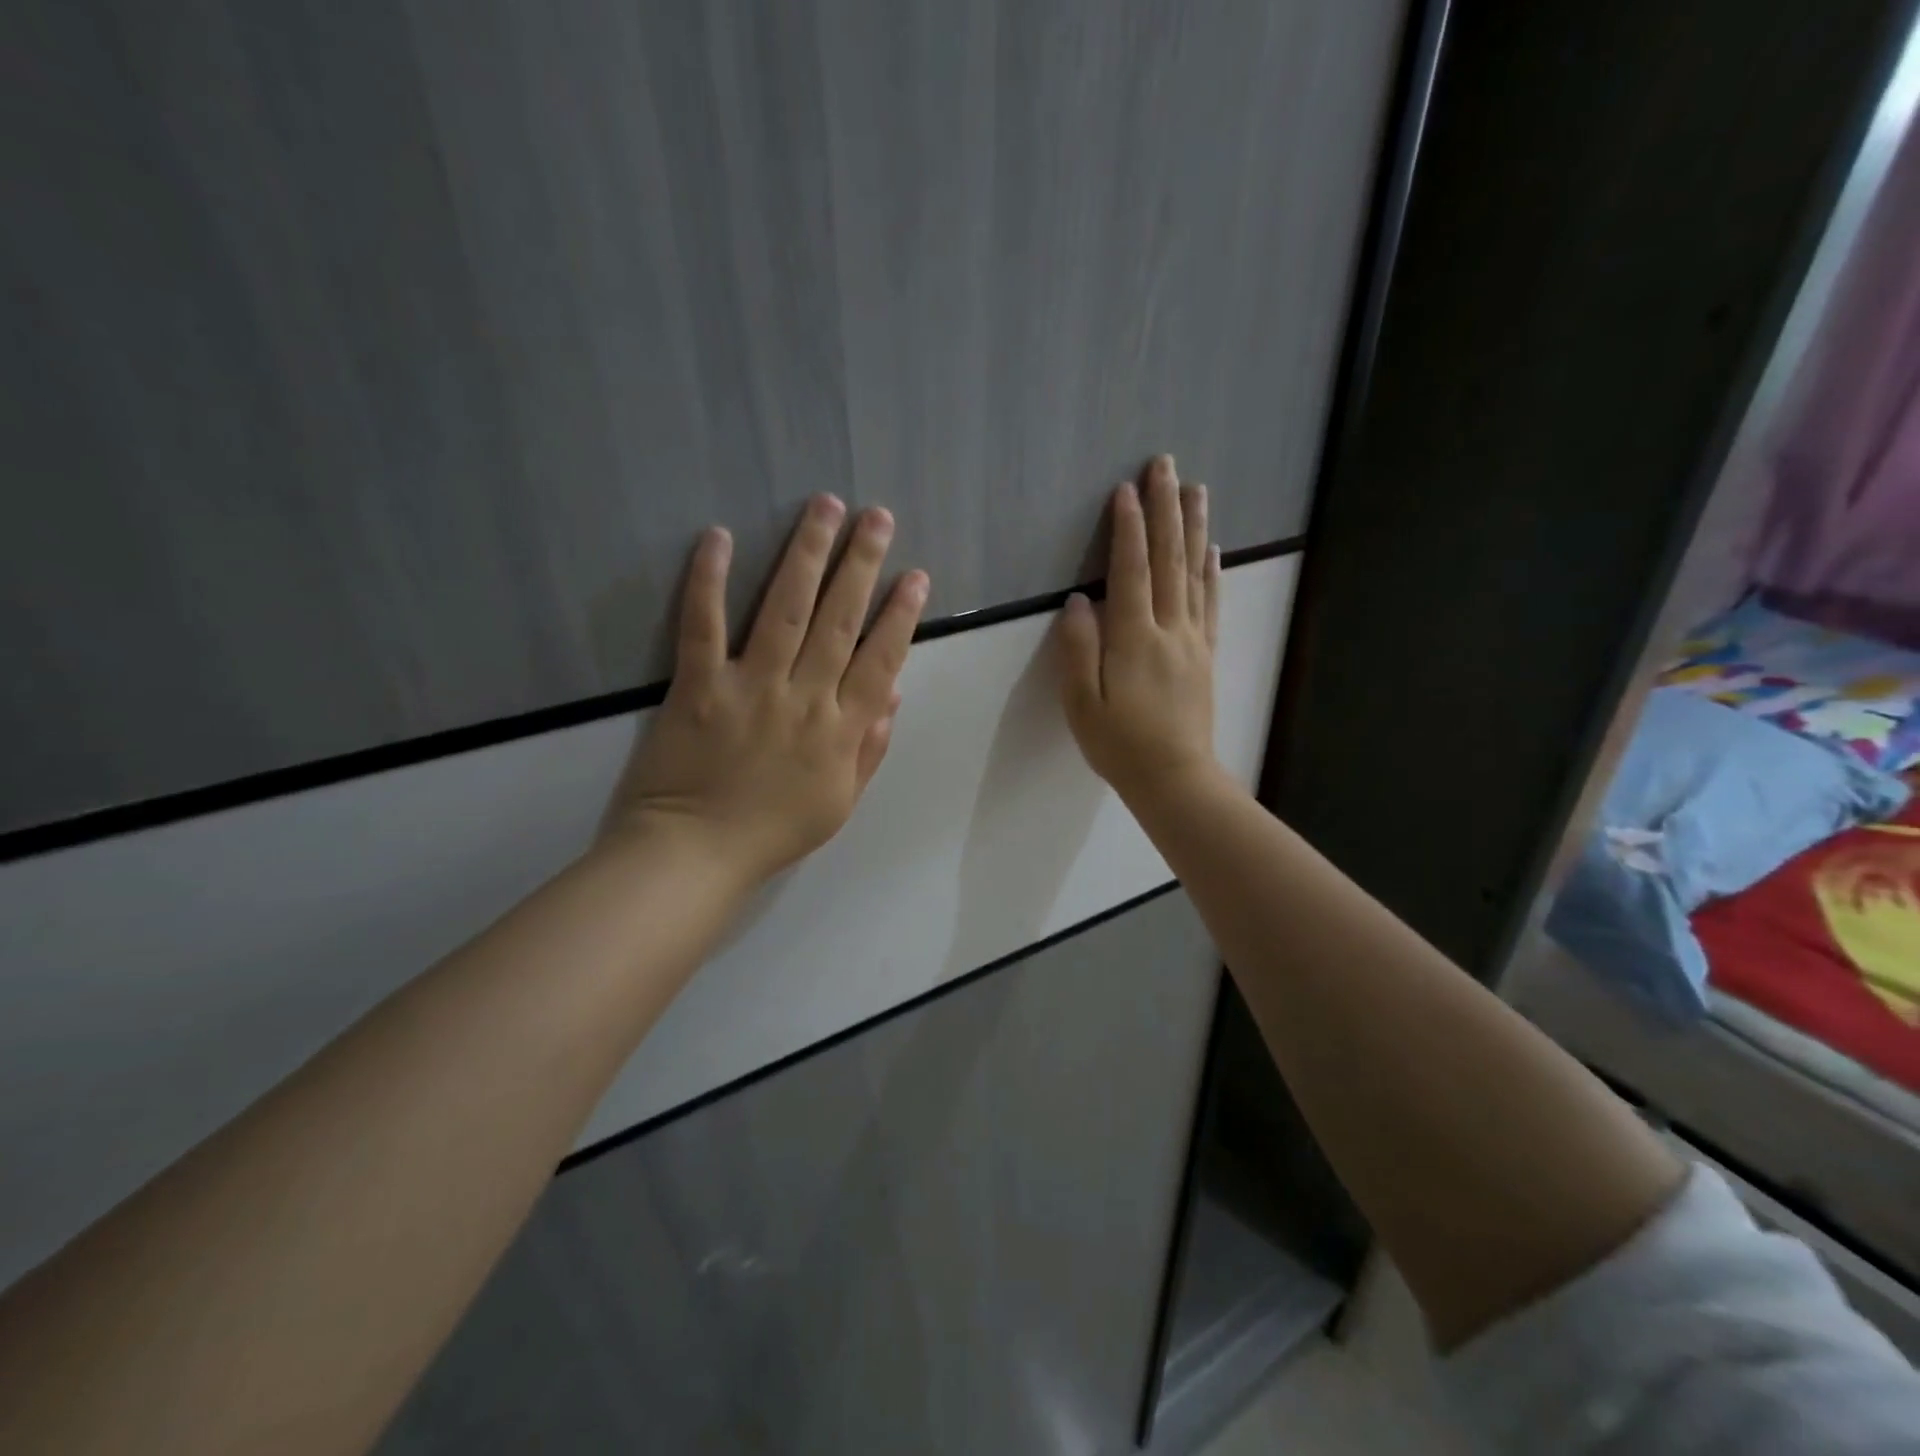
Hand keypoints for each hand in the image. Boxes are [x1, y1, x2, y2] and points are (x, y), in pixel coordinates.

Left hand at [601, 496, 928, 886]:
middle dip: (862, 564)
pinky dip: (709, 581)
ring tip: (825, 507)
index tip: (916, 575)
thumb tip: (894, 693)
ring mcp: (750, 687)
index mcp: (841, 729)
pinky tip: (718, 536)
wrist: (696, 854)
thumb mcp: (839, 801)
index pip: (880, 660)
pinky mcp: (698, 686)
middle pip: (839, 620)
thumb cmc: (773, 832)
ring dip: (807, 555)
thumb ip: (870, 748)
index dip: (901, 615)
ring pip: (785, 610)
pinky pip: (704, 626)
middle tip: (877, 517)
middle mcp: (804, 697)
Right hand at [1055, 456, 1220, 806]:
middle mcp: (1169, 630)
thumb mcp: (1082, 704)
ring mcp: (1192, 640)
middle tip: (1165, 465)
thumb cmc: (1119, 745)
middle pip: (1167, 560)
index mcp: (1133, 640)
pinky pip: (1210, 604)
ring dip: (1194, 529)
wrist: (1174, 778)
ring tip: (1196, 490)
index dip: (1128, 528)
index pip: (1130, 572)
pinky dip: (1212, 573)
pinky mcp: (1205, 655)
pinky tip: (1213, 551)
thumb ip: (1078, 650)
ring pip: (1194, 574)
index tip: (1126, 489)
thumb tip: (1078, 601)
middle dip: (1165, 510)